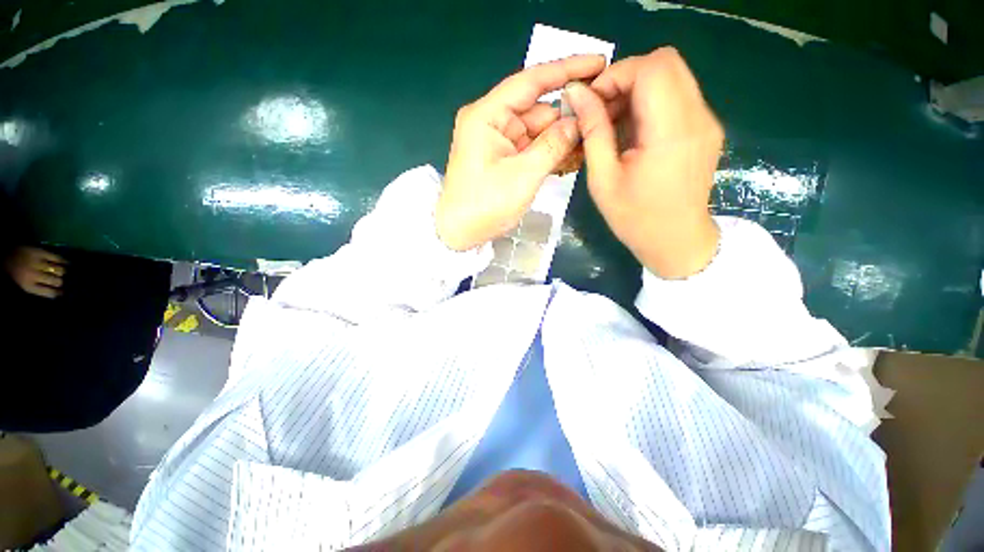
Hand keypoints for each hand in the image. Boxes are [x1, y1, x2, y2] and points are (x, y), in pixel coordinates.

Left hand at [4, 246, 66, 298]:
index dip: (58, 293)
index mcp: (29, 286)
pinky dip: (63, 261)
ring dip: (62, 272)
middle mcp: (35, 275)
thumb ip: (37, 289)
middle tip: (62, 281)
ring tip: (63, 272)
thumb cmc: (13, 274)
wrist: (3, 255)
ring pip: (59, 270)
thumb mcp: (22, 285)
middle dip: (60, 281)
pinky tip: (66, 263)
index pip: (50, 293)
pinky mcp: (40, 252)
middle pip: (57, 281)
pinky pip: (56, 258)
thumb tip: (55, 293)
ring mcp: (37, 262)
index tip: (62, 293)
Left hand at [437, 55, 605, 250]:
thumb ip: (553, 145)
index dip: (566, 70)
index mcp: (488, 116)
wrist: (460, 233)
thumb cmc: (485, 205)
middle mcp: (492, 122)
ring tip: (592, 144)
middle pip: (538, 110)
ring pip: (538, 131)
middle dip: (568, 116)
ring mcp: (498, 141)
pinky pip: (531, 148)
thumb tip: (578, 121)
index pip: (531, 82)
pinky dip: (550, 153)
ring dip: (562, 139)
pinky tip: (572, 158)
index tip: (599, 63)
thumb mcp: (523, 176)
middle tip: (603, 121)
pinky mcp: (503, 159)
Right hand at [565, 48, 723, 277]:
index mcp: (670, 133)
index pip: (651, 68)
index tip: (592, 102)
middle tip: (602, 110)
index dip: (617, 75)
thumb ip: (593, 131)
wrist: (676, 241)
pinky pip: (678, 95)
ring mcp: (707, 121)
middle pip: (666, 62)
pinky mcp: (706, 128)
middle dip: (626, 77)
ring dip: (637, 89)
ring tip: (614, 124)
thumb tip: (577, 94)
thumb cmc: (634, 218)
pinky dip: (651, 102)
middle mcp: (698, 117)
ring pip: (672, 76)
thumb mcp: (603, 180)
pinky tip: (634, 132)